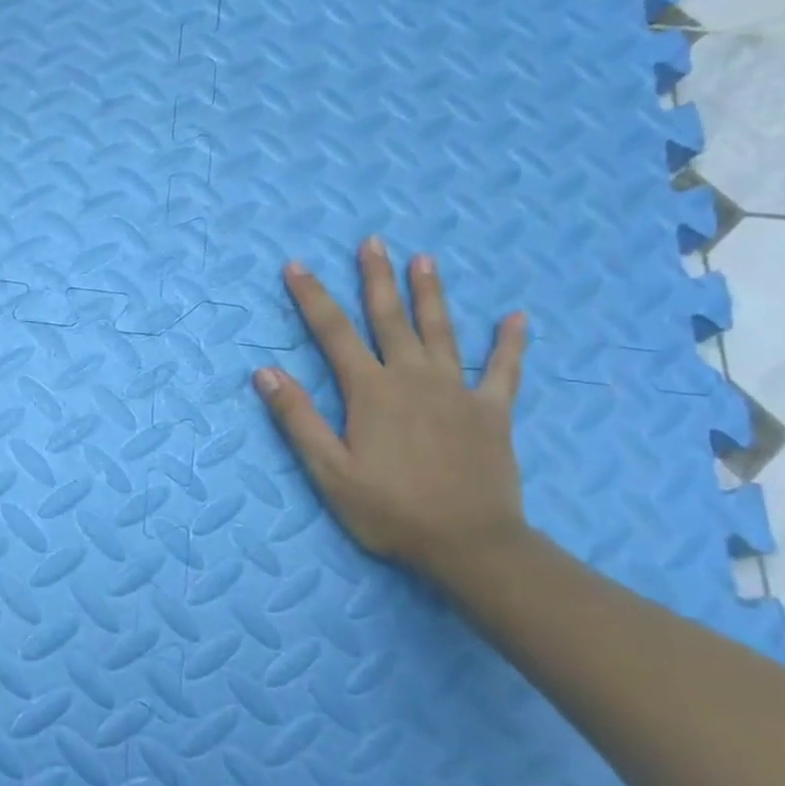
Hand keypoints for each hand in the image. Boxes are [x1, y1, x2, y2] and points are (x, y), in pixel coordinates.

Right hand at [253, 236, 529, 579]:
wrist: (468, 544)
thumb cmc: (389, 510)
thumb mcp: (328, 471)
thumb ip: (298, 419)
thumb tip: (265, 371)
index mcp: (371, 392)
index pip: (333, 333)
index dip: (312, 297)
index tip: (296, 266)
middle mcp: (413, 378)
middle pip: (390, 318)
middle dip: (376, 278)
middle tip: (373, 241)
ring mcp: (457, 392)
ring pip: (441, 331)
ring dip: (431, 293)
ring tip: (424, 259)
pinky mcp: (492, 412)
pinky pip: (504, 370)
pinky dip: (510, 343)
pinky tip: (518, 317)